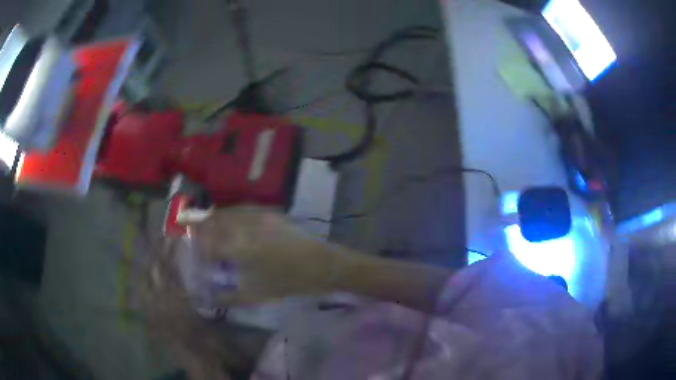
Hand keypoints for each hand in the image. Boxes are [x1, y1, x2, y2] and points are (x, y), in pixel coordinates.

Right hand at [181, 206, 338, 305]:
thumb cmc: (288, 282)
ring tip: (205, 233)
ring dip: (210, 221)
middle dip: (195, 229)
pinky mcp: (268, 211)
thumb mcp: (255, 294)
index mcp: (237, 246)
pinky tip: (228, 226)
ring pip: (223, 213)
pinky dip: (227, 216)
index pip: (203, 242)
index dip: (190, 246)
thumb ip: (226, 297)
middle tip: (190, 240)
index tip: (184, 252)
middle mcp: (243, 225)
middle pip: (209, 221)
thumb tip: (206, 299)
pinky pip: (239, 209)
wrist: (323, 264)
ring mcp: (256, 215)